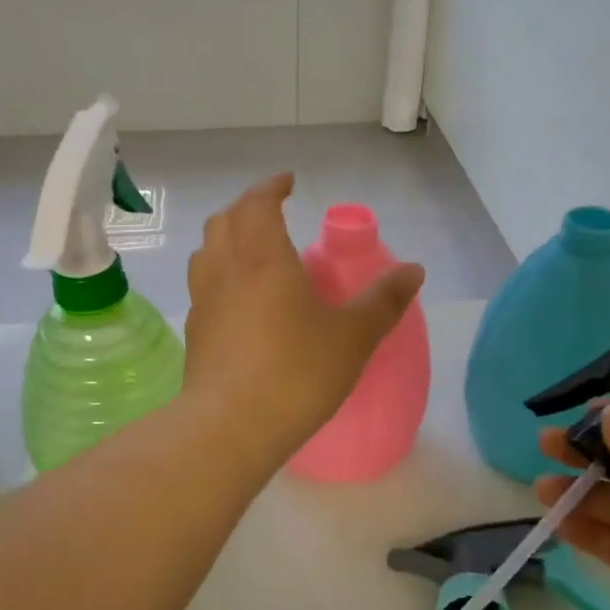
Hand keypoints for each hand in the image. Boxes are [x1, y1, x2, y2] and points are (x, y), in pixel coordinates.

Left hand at [185, 173, 423, 460]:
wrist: (231, 427)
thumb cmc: (296, 373)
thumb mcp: (353, 337)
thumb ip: (384, 301)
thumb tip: (414, 270)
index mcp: (264, 258)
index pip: (258, 203)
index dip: (271, 187)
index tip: (287, 182)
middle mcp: (225, 270)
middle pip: (224, 221)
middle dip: (246, 208)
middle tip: (270, 213)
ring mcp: (203, 301)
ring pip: (205, 252)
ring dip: (226, 239)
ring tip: (250, 251)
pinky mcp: (195, 333)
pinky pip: (203, 287)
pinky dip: (218, 275)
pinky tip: (238, 301)